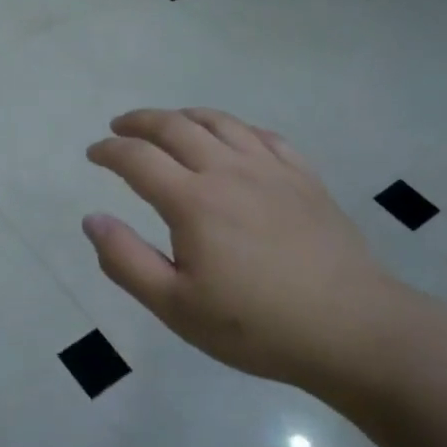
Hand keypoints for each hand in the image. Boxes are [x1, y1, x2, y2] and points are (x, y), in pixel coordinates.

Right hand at [82, 108, 425, 395]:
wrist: (354, 330)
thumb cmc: (257, 325)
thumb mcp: (176, 306)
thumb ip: (126, 260)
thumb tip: (92, 219)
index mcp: (192, 201)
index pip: (137, 158)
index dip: (109, 151)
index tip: (93, 154)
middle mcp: (228, 171)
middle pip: (175, 126)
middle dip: (139, 121)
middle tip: (119, 126)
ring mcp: (271, 170)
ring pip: (220, 122)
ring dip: (184, 115)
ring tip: (168, 122)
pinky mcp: (305, 179)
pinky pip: (263, 136)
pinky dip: (235, 128)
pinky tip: (231, 138)